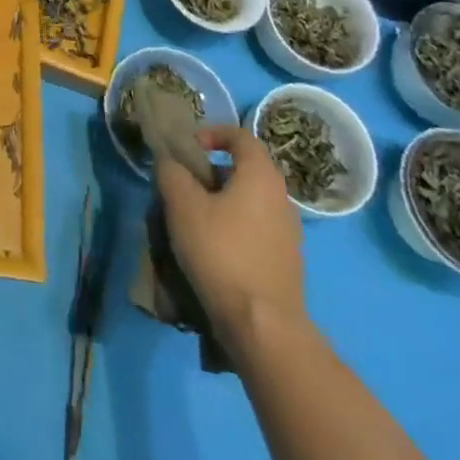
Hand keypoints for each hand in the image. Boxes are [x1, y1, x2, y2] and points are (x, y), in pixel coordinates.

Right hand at [155, 123, 304, 344]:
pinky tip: (212, 251)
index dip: (213, 133)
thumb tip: (169, 162)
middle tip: (184, 188)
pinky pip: (256, 230)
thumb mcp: (182, 205)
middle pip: (244, 170)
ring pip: (249, 202)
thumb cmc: (221, 252)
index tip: (189, 148)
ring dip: (221, 203)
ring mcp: (289, 233)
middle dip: (211, 173)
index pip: (241, 136)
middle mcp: (282, 198)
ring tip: (193, 221)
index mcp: (261, 175)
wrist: (263, 326)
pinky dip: (234, 229)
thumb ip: (171, 173)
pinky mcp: (286, 263)